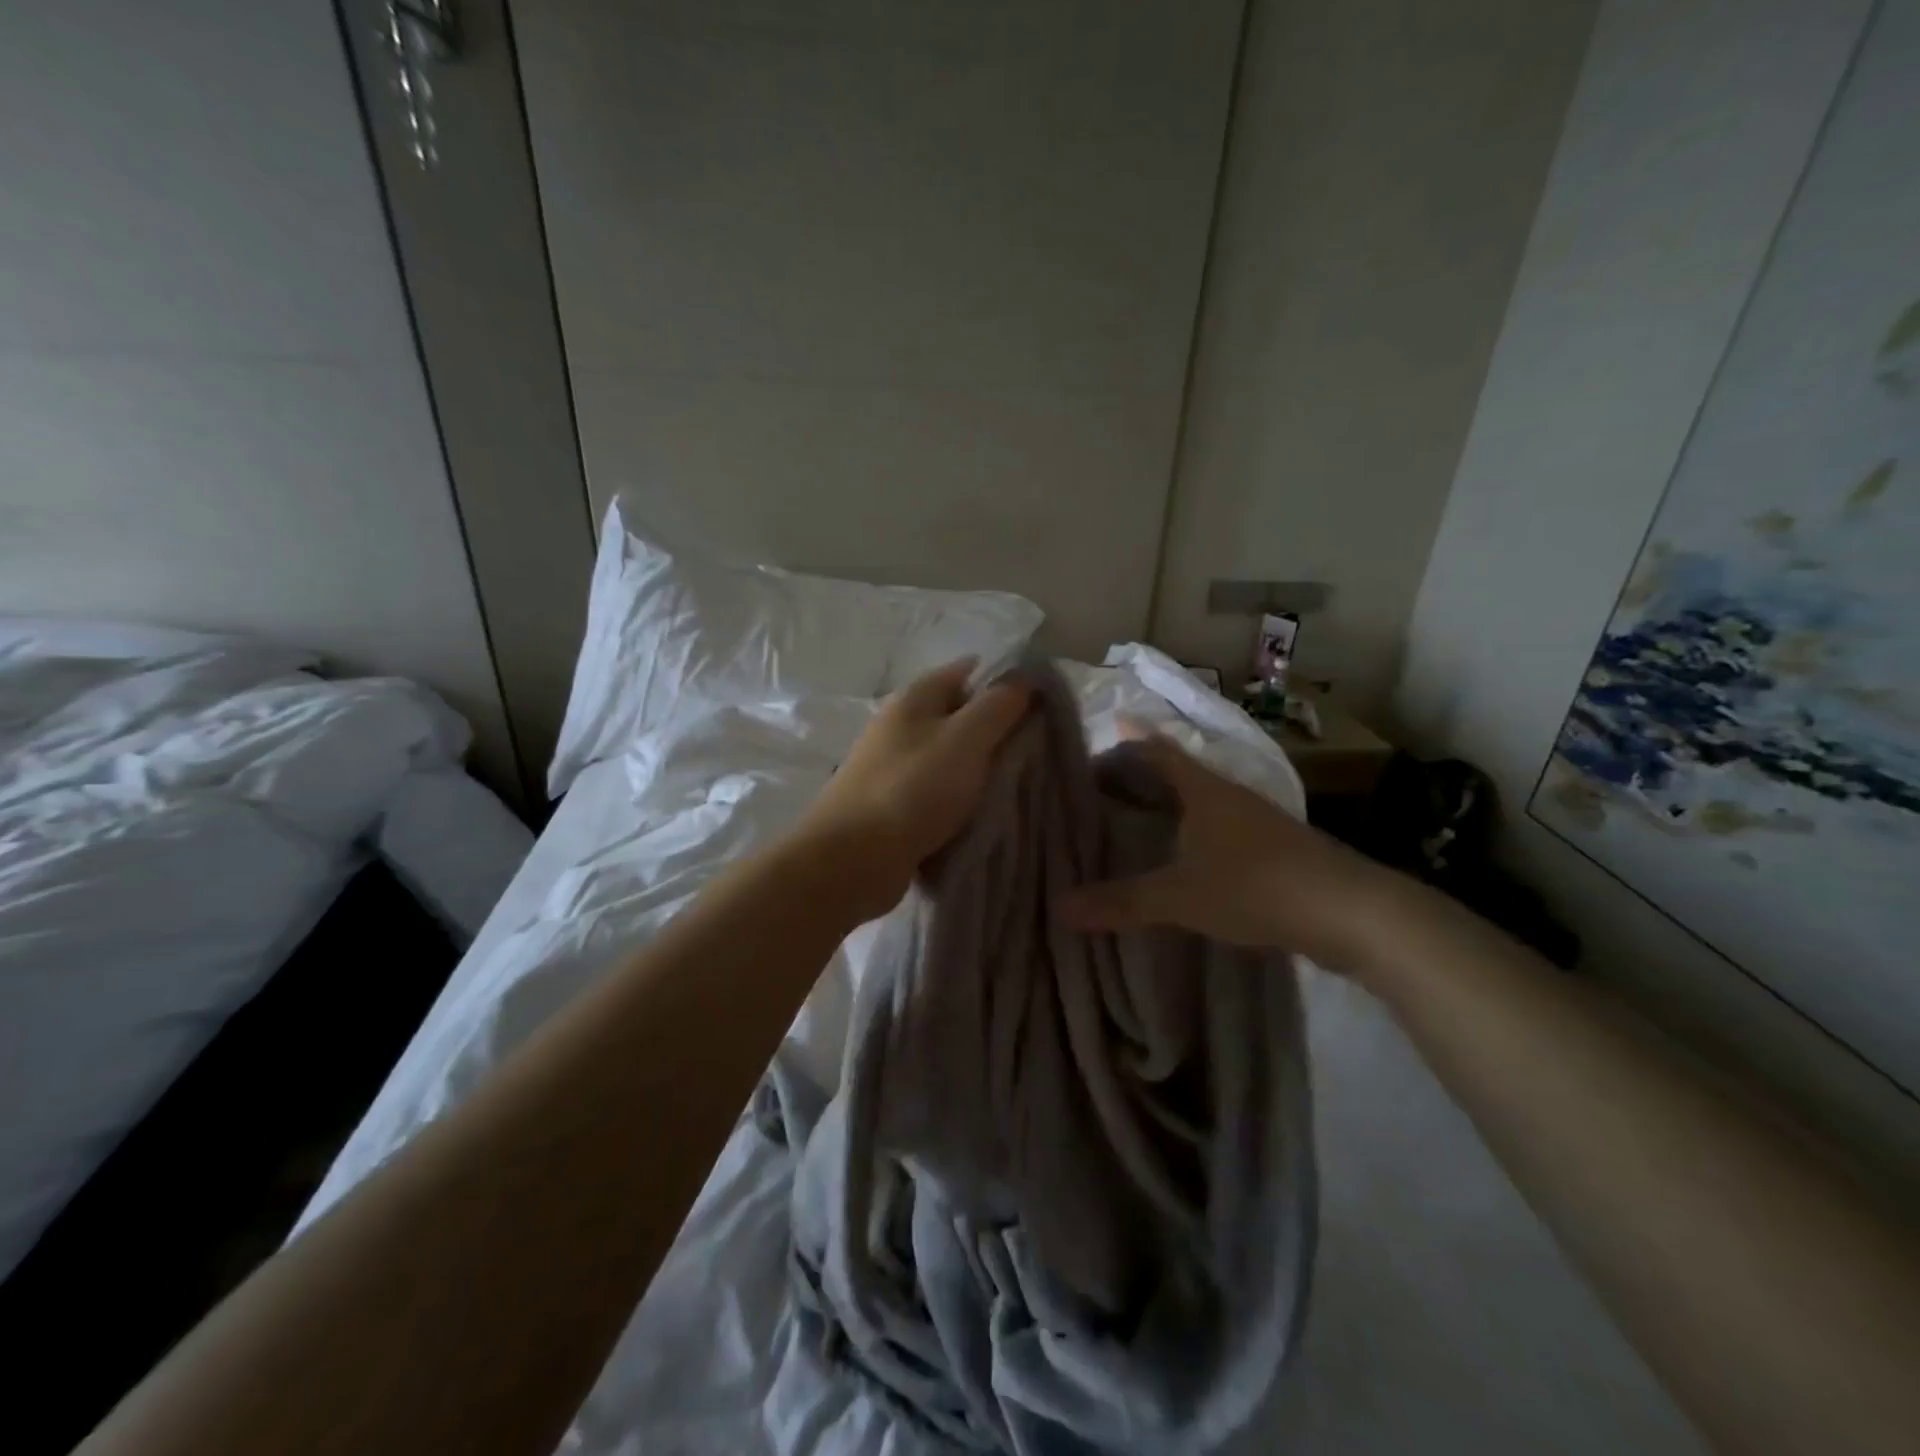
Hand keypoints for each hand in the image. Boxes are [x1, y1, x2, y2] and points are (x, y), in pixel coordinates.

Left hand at [796, 660, 1032, 923]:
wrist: (853, 859)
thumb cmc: (913, 789)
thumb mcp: (966, 739)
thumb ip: (998, 706)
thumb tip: (1023, 678)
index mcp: (915, 698)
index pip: (968, 672)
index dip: (1006, 682)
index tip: (1043, 705)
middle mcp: (900, 724)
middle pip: (960, 715)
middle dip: (998, 730)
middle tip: (1038, 750)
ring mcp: (893, 766)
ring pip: (950, 756)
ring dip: (980, 768)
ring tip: (1019, 783)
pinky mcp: (892, 803)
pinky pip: (937, 791)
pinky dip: (960, 798)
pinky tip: (984, 813)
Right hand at [1059, 727, 1402, 967]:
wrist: (1350, 911)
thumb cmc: (1255, 885)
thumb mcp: (1180, 896)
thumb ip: (1121, 902)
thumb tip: (1059, 907)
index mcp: (1204, 791)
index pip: (1158, 752)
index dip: (1129, 743)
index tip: (1102, 736)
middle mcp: (1230, 796)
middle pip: (1180, 772)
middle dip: (1143, 772)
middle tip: (1106, 781)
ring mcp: (1258, 821)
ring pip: (1203, 801)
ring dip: (1172, 803)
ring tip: (1139, 815)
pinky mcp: (1276, 849)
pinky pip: (1221, 828)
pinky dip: (1195, 831)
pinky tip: (1187, 854)